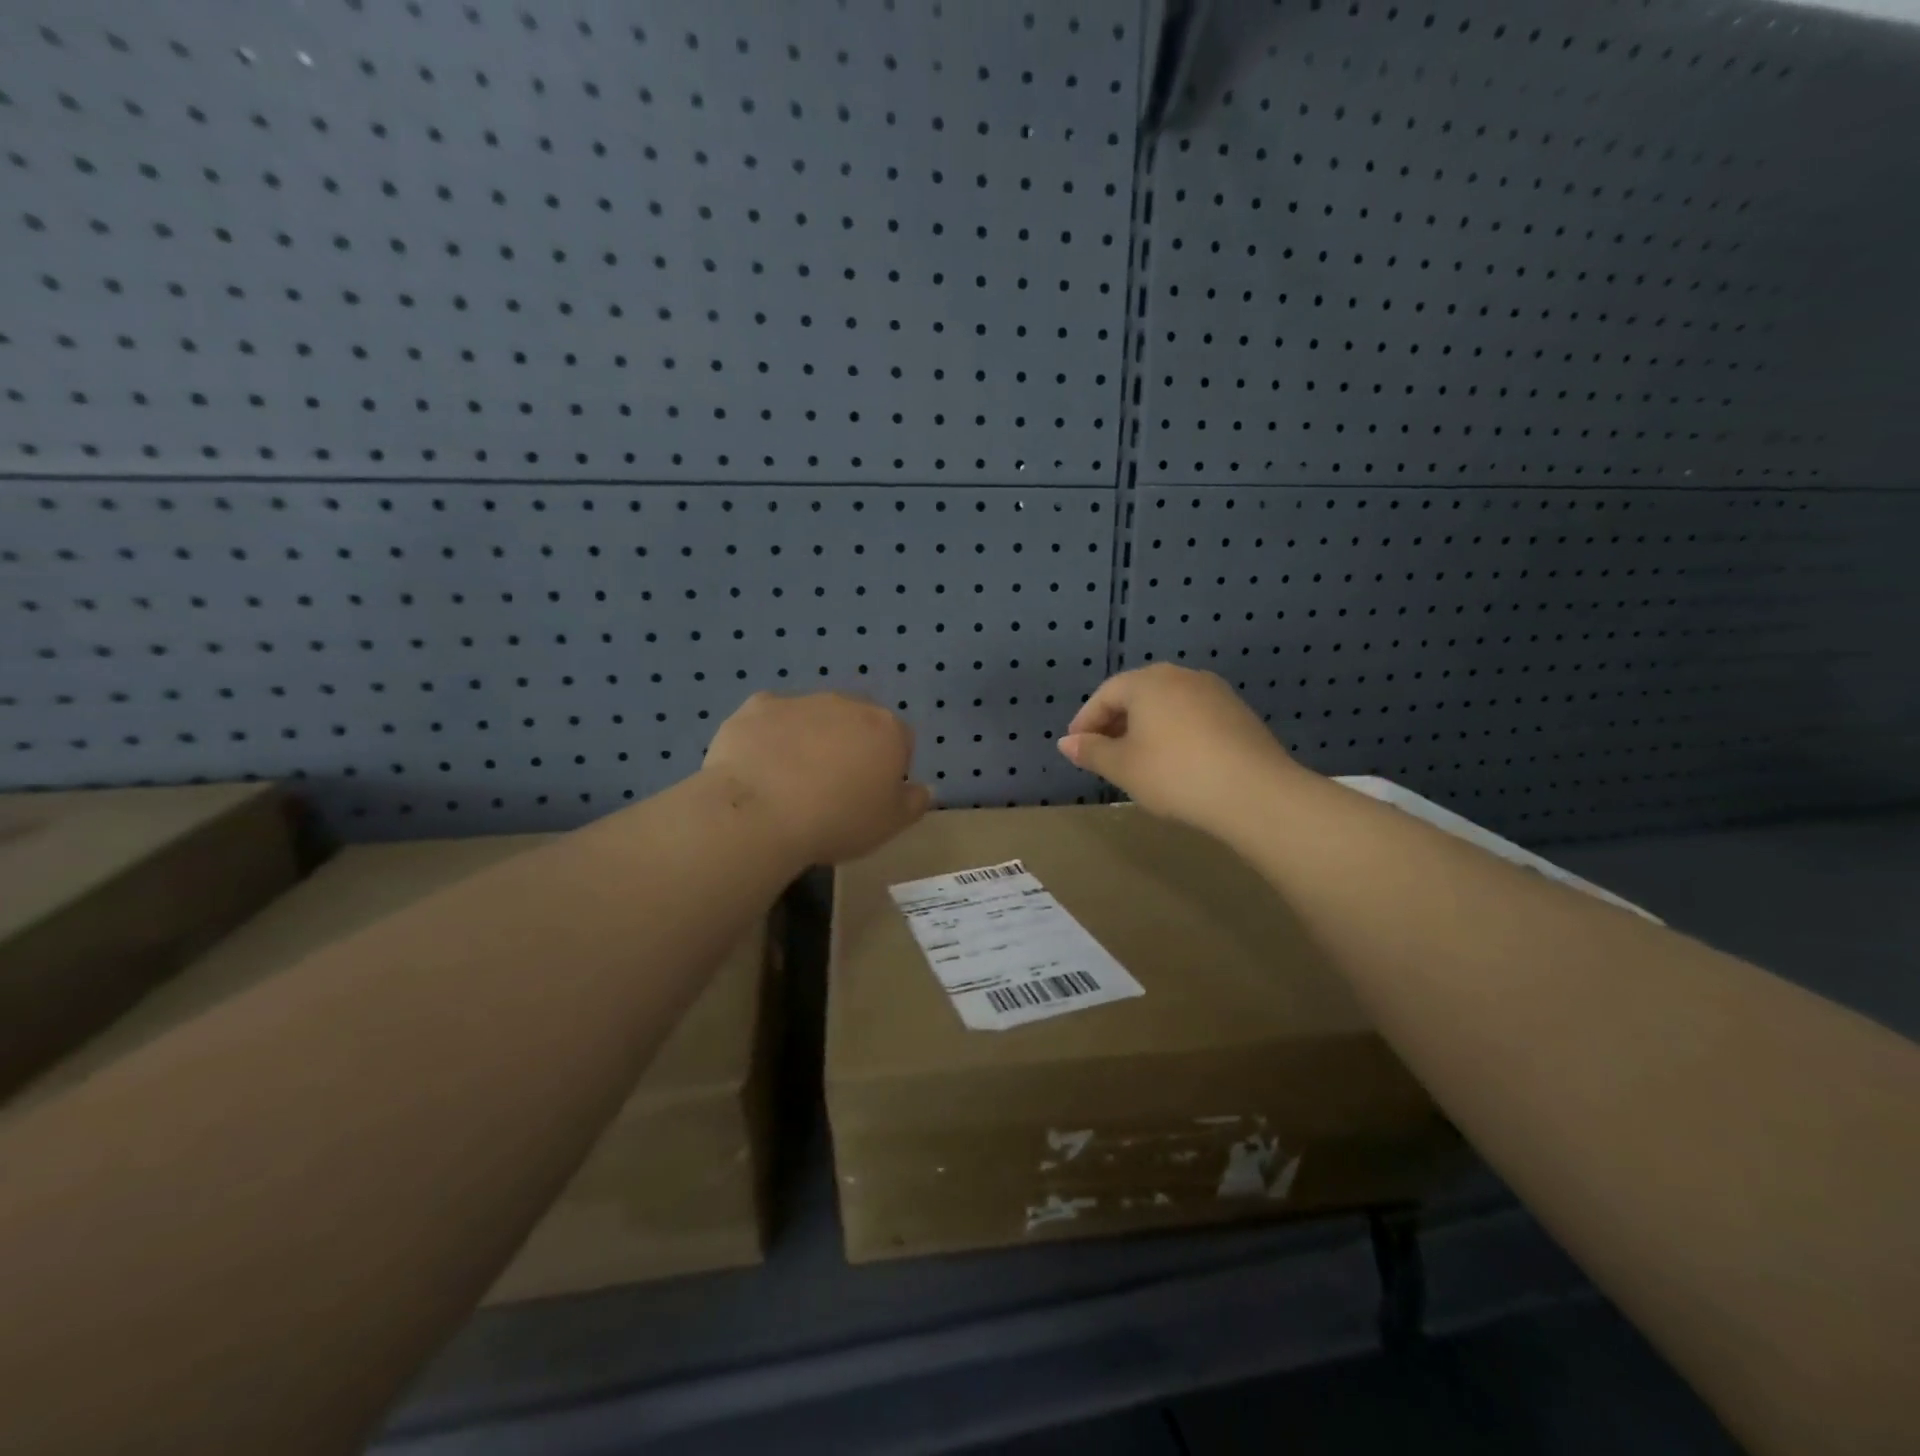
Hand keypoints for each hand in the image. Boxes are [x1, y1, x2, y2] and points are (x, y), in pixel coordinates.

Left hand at [704, 692, 931, 864]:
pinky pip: (771, 719)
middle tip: (832, 788)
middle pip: (857, 722)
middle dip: (849, 746)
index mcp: (887, 728)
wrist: (760, 814)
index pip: (901, 741)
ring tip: (790, 782)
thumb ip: (914, 802)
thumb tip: (925, 788)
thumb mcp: (890, 825)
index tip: (870, 796)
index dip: (888, 769)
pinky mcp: (758, 706)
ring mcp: (801, 700)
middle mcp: (848, 703)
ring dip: (809, 739)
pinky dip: (769, 736)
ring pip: (813, 717)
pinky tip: (759, 767)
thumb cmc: (838, 821)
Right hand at [1057, 664, 1300, 831]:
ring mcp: (1214, 691)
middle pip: (1137, 694)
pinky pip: (1192, 715)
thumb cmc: (1175, 774)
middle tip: (1103, 753)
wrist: (1254, 792)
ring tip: (1137, 759)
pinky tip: (1175, 761)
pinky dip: (1174, 732)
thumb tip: (1066, 742)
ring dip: (1145, 727)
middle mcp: (1180, 676)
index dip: (1086, 721)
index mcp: (1148, 682)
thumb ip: (1092, 751)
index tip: (1076, 748)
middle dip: (1115, 722)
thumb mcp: (1123, 767)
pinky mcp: (1237, 712)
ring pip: (1166, 704)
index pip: (1106, 694)